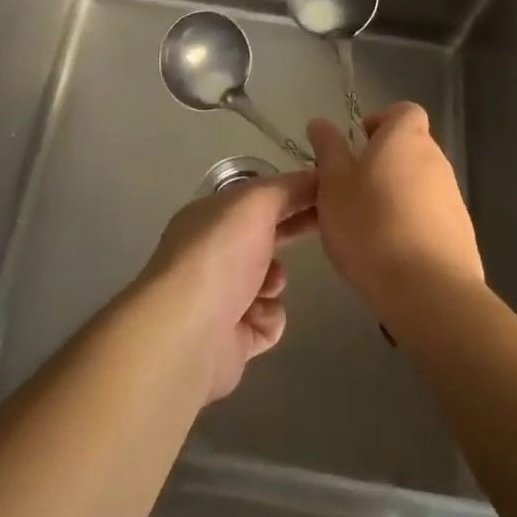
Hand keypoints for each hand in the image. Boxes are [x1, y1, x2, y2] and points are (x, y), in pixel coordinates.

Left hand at [139, 171, 318, 403]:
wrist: (189, 333)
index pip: (256, 197)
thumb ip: (289, 188)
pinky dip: (268, 318)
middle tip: (323, 231)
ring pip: (269, 280)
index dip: (291, 193)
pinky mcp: (231, 338)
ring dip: (275, 281)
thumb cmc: (220, 254)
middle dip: (289, 234)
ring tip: (266, 286)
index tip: (326, 195)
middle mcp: (212, 251)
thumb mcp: (256, 203)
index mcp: (211, 215)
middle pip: (262, 237)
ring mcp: (220, 295)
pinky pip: (268, 320)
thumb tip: (318, 178)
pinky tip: (256, 317)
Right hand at [308, 102, 483, 326]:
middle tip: (351, 190)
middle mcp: (436, 160)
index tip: (357, 145)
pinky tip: (390, 252)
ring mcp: (453, 198)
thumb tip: (321, 123)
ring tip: (366, 227)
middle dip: (382, 163)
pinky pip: (430, 216)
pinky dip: (411, 224)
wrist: (428, 291)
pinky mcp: (461, 234)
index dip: (380, 121)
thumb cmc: (371, 225)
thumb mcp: (333, 184)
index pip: (403, 111)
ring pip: (418, 184)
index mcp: (405, 138)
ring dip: (395, 196)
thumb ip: (328, 150)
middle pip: (409, 148)